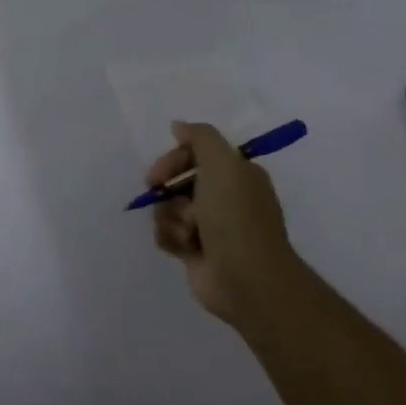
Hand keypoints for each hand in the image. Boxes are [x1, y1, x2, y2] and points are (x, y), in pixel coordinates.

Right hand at [148, 121, 299, 329]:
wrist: (246, 278)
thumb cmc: (235, 217)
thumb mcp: (223, 163)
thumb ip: (200, 137)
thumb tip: (178, 126)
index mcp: (237, 174)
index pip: (195, 155)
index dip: (173, 161)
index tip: (159, 174)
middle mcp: (224, 197)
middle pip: (177, 181)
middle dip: (168, 191)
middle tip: (162, 197)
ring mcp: (209, 225)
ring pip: (168, 208)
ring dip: (170, 218)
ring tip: (187, 233)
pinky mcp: (195, 250)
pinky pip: (167, 233)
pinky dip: (170, 238)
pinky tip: (182, 247)